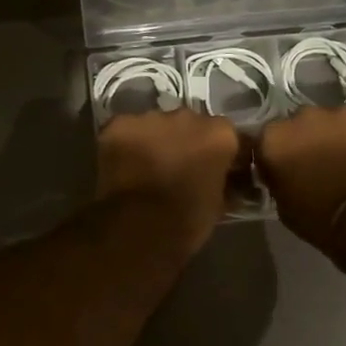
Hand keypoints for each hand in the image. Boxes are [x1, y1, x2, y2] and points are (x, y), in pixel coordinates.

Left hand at [95, 109, 241, 252]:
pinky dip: (126, 144)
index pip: (227, 135)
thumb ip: (224, 183)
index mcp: (219, 134)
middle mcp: (187, 116)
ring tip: (147, 168)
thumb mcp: (218, 204)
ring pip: (156, 124)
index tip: (216, 170)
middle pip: (190, 124)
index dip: (221, 153)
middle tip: (178, 168)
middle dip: (186, 142)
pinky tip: (123, 165)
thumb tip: (226, 181)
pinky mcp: (118, 124)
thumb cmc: (185, 221)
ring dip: (156, 141)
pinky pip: (126, 130)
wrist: (137, 228)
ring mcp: (150, 117)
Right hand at [257, 104, 345, 246]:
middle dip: (311, 137)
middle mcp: (306, 115)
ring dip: (342, 134)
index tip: (288, 168)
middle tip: (322, 163)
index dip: (280, 152)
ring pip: (340, 118)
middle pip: (305, 121)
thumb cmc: (319, 219)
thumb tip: (283, 172)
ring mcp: (345, 112)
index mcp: (276, 137)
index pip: (270, 137)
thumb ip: (278, 178)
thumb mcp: (283, 205)